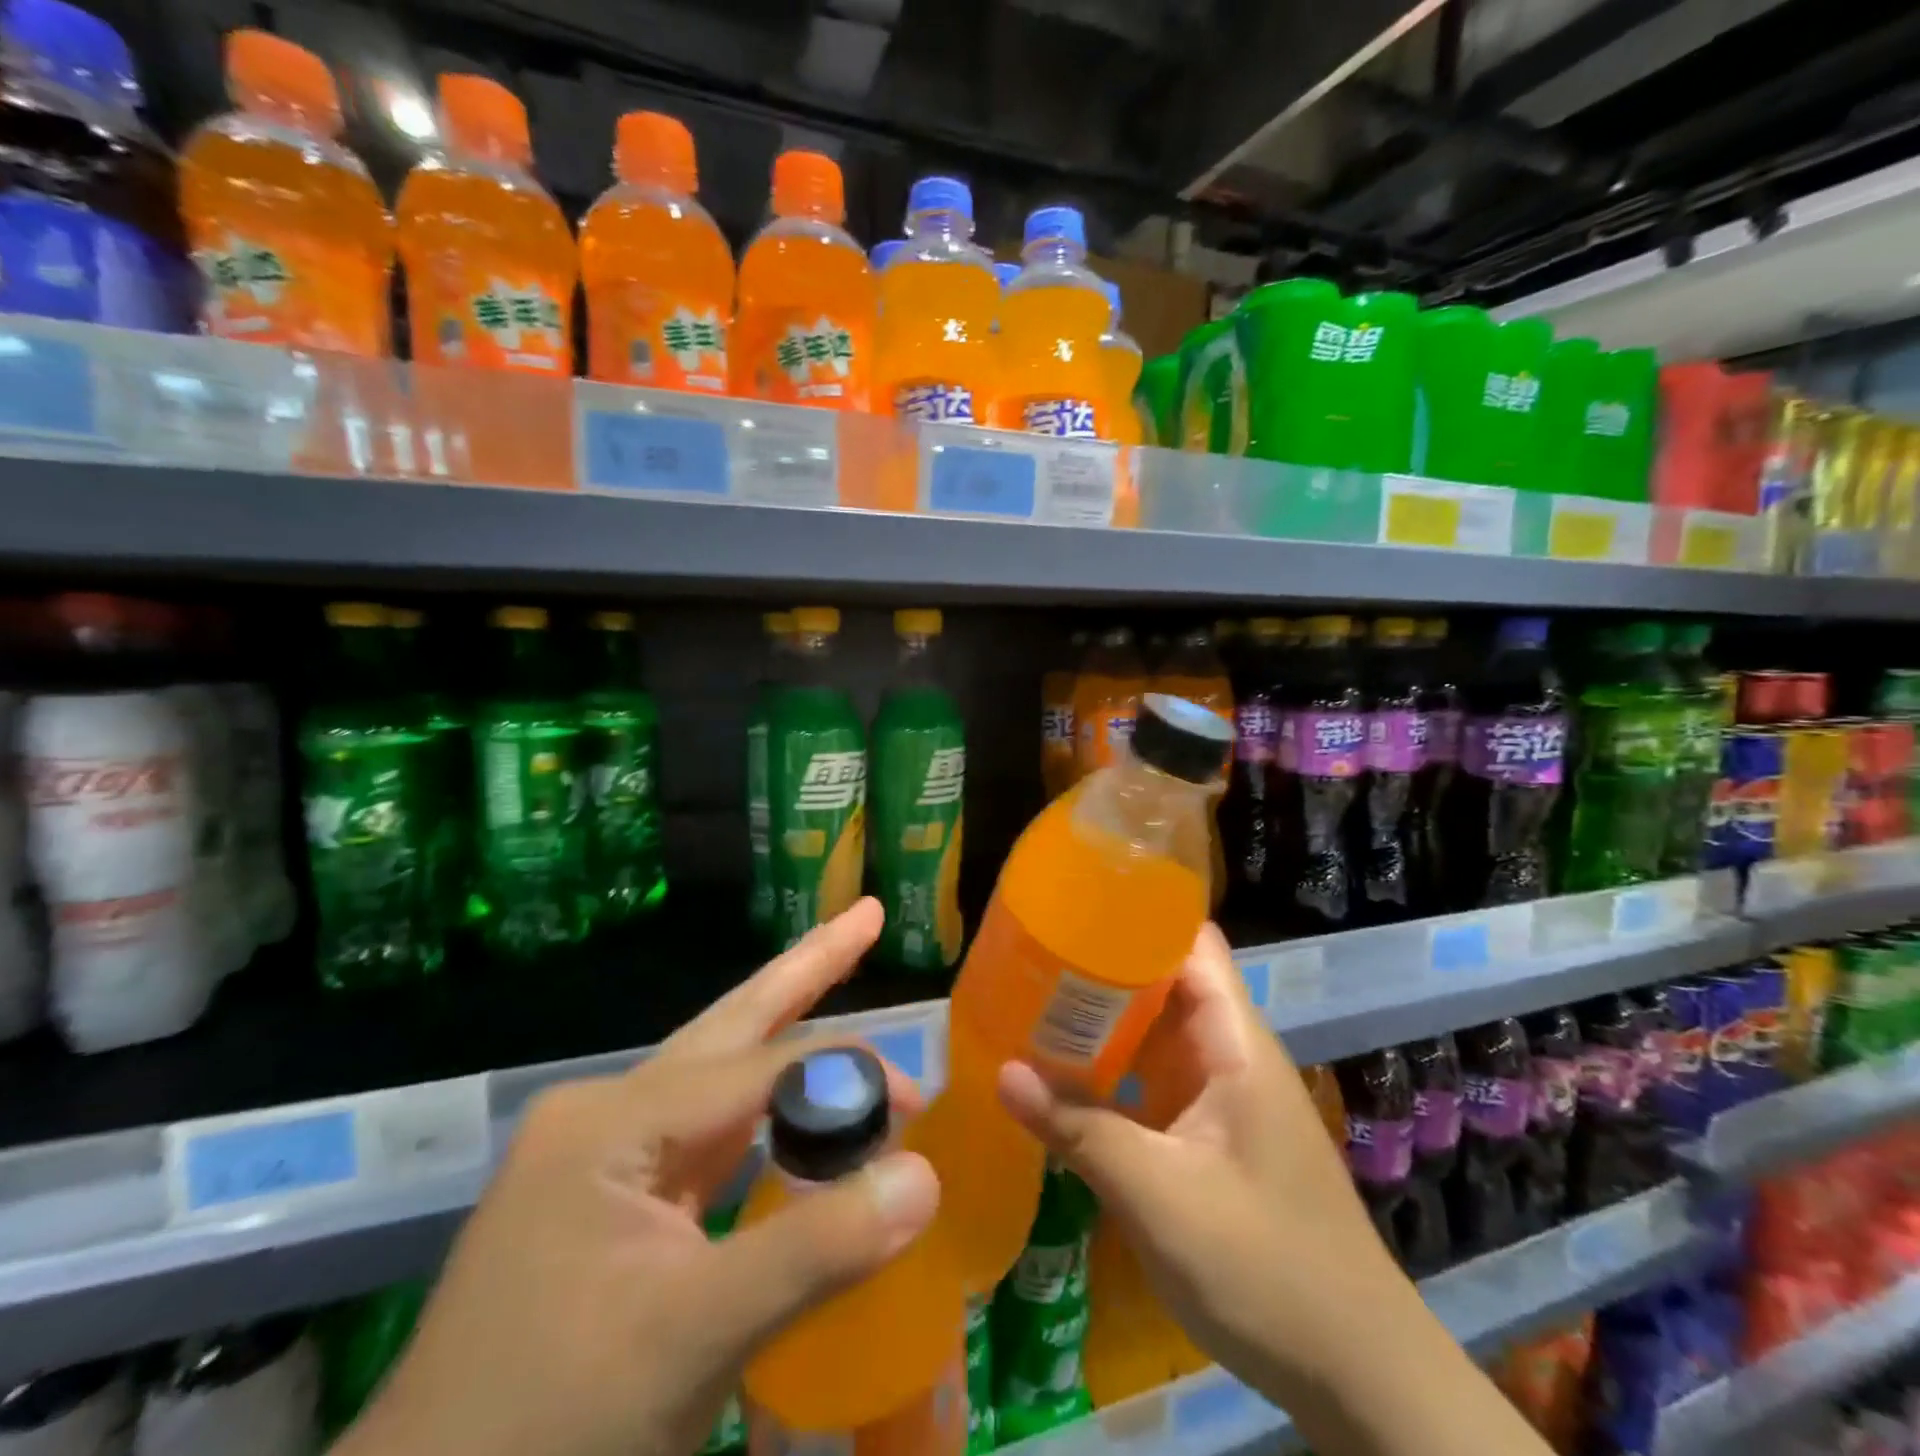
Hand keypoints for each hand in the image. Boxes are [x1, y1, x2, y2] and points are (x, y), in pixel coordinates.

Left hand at [336, 899, 939, 1455]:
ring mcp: (605, 1154)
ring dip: (786, 1030)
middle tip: (866, 914)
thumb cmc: (546, 1428)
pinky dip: (765, 1111)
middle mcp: (608, 1112)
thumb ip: (815, 1248)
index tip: (918, 1101)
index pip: (760, 1070)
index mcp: (615, 1119)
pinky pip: (710, 1133)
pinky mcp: (613, 1200)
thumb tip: (925, 1178)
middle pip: (731, 1025)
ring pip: (720, 1072)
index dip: (846, 1077)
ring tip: (835, 967)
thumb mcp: (692, 1338)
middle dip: (805, 968)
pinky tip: (795, 1099)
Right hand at [995, 922, 1408, 1408]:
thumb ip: (1080, 1131)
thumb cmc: (1267, 1268)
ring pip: (1155, 1031)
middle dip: (1101, 965)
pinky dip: (1113, 1068)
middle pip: (1164, 980)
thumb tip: (1002, 1072)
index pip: (1189, 943)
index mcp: (1234, 1042)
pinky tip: (1063, 1077)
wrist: (1356, 1374)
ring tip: (1030, 1002)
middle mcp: (1229, 1053)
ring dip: (1102, 1019)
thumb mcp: (1161, 1197)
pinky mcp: (1212, 1133)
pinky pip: (1155, 1078)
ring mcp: (1222, 1094)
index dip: (1137, 914)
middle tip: (1028, 956)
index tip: (1071, 905)